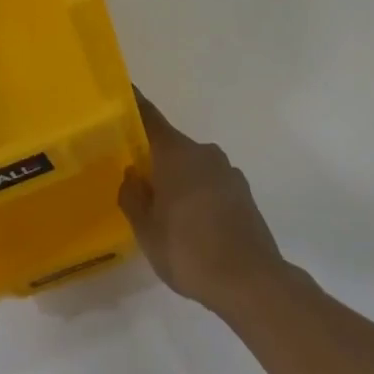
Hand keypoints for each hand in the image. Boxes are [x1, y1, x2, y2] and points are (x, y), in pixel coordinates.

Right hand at [119, 90, 290, 317]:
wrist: (250, 280)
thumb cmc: (189, 250)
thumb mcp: (147, 230)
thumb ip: (133, 197)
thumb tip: (132, 174)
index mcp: (176, 153)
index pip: (149, 117)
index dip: (134, 105)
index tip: (124, 94)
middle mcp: (203, 152)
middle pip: (172, 146)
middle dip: (155, 160)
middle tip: (137, 182)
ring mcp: (227, 171)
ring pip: (193, 167)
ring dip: (179, 181)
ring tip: (167, 214)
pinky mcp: (243, 193)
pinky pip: (212, 185)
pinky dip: (199, 196)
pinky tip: (195, 228)